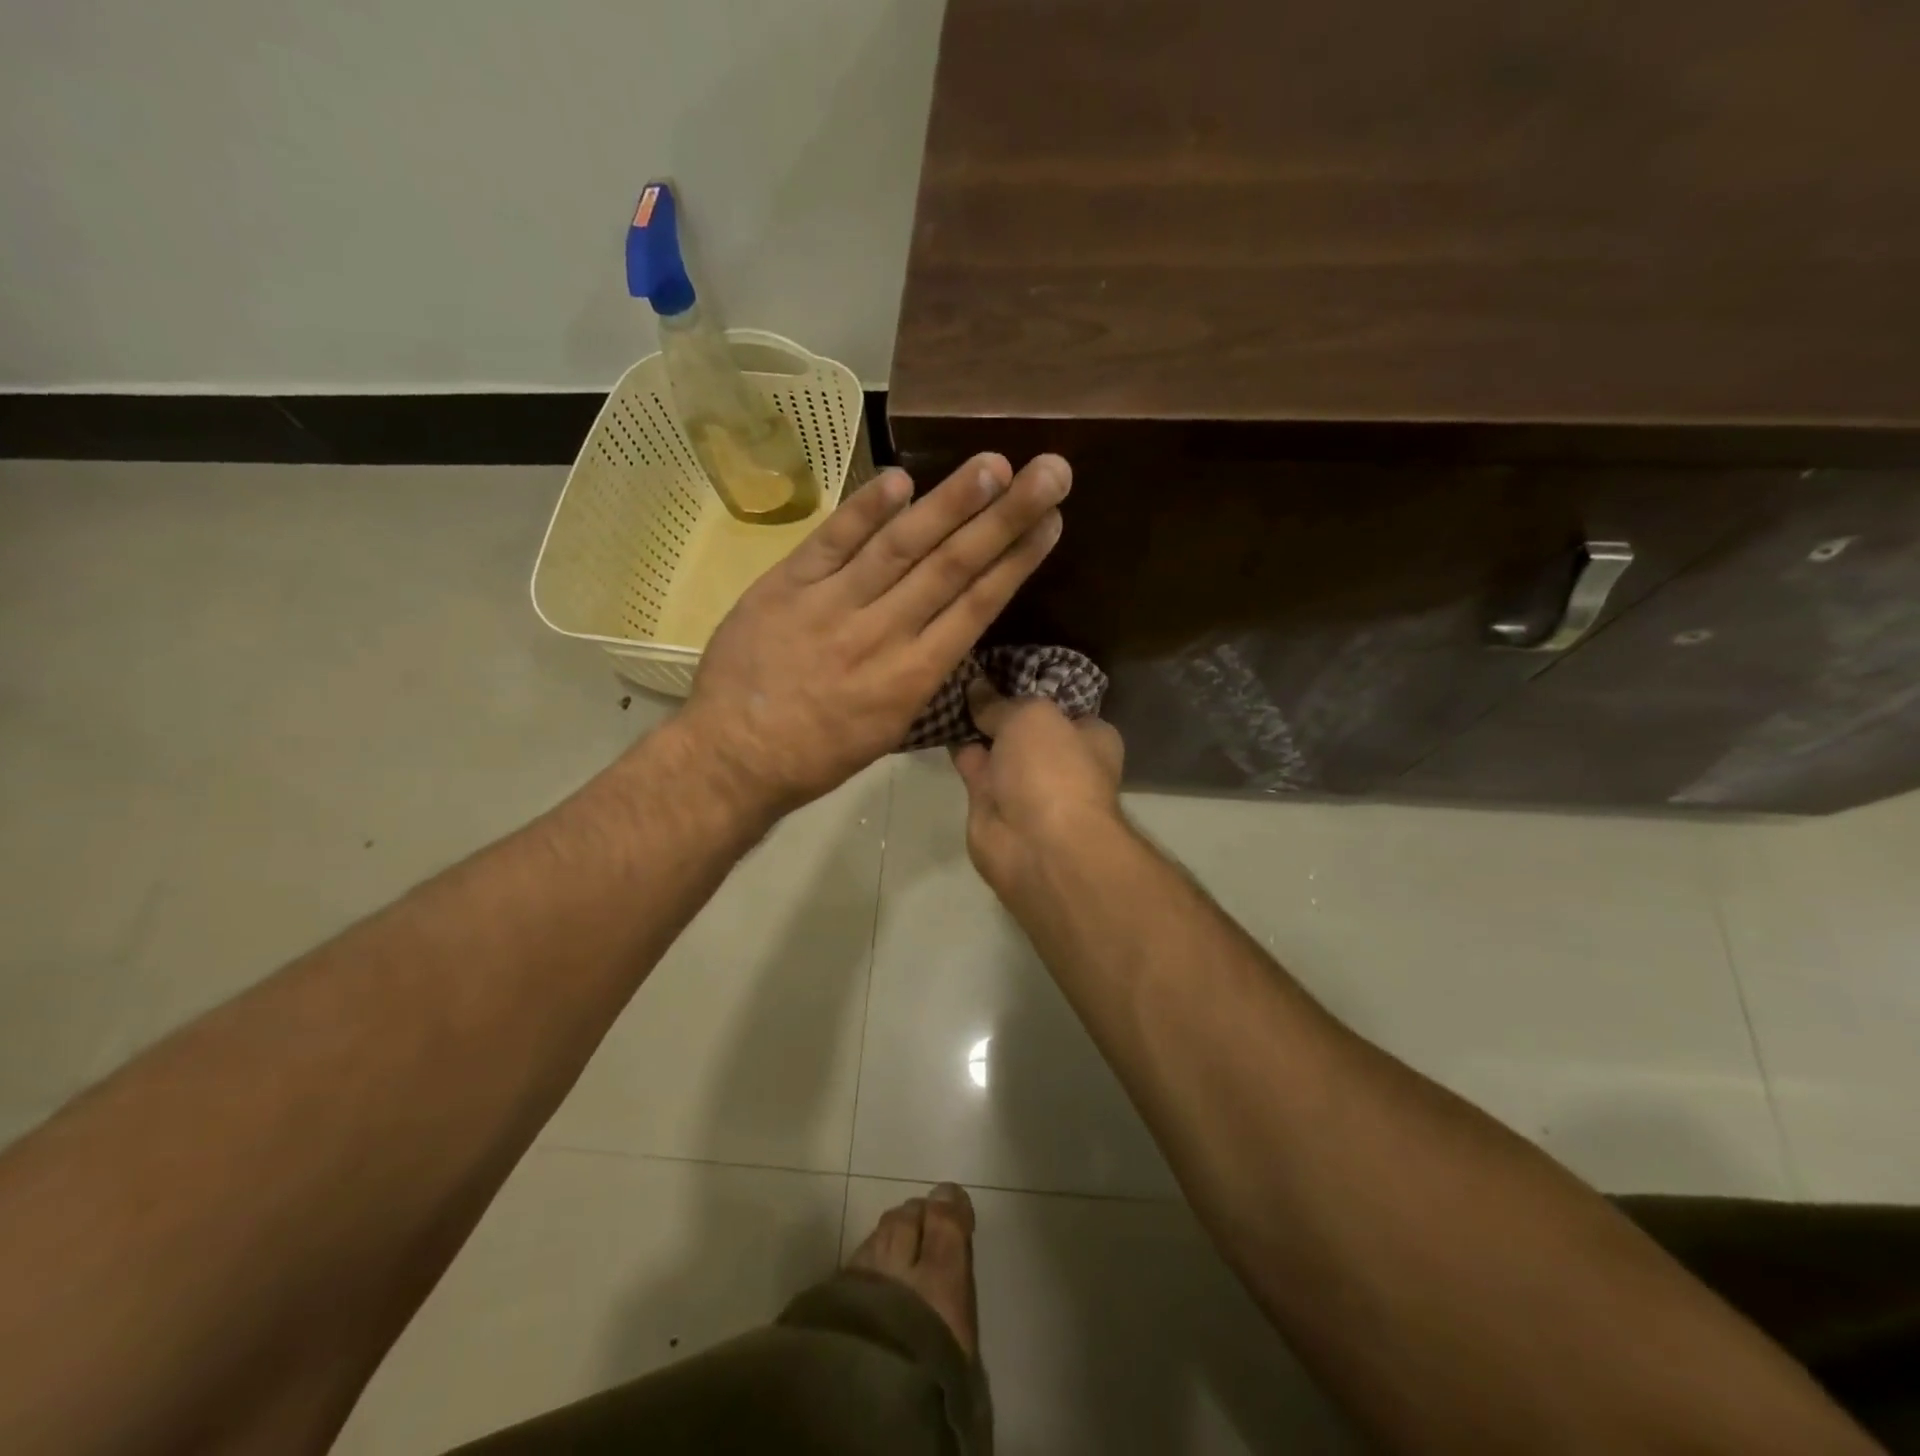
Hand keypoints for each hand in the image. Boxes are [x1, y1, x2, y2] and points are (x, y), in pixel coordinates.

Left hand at [679, 453, 1070, 820]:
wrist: (734, 757)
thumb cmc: (819, 753)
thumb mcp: (889, 726)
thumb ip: (921, 670)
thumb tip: (949, 620)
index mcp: (913, 678)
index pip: (976, 607)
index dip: (1017, 560)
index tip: (1051, 521)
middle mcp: (882, 635)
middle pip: (951, 566)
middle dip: (1005, 517)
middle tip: (1049, 471)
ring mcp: (832, 606)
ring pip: (900, 547)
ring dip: (949, 502)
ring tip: (992, 464)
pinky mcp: (786, 587)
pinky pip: (831, 542)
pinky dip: (865, 510)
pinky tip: (901, 479)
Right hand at [951, 681, 1124, 891]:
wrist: (1037, 844)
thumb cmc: (1052, 769)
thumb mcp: (1030, 716)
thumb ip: (1001, 703)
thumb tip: (977, 687)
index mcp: (1090, 738)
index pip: (1062, 706)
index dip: (1034, 687)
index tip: (1002, 666)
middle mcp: (1059, 761)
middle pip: (1024, 726)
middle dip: (999, 706)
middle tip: (965, 671)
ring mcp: (1024, 785)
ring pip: (994, 746)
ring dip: (972, 725)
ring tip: (943, 686)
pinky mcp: (990, 804)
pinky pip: (971, 766)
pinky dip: (955, 747)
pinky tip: (935, 717)